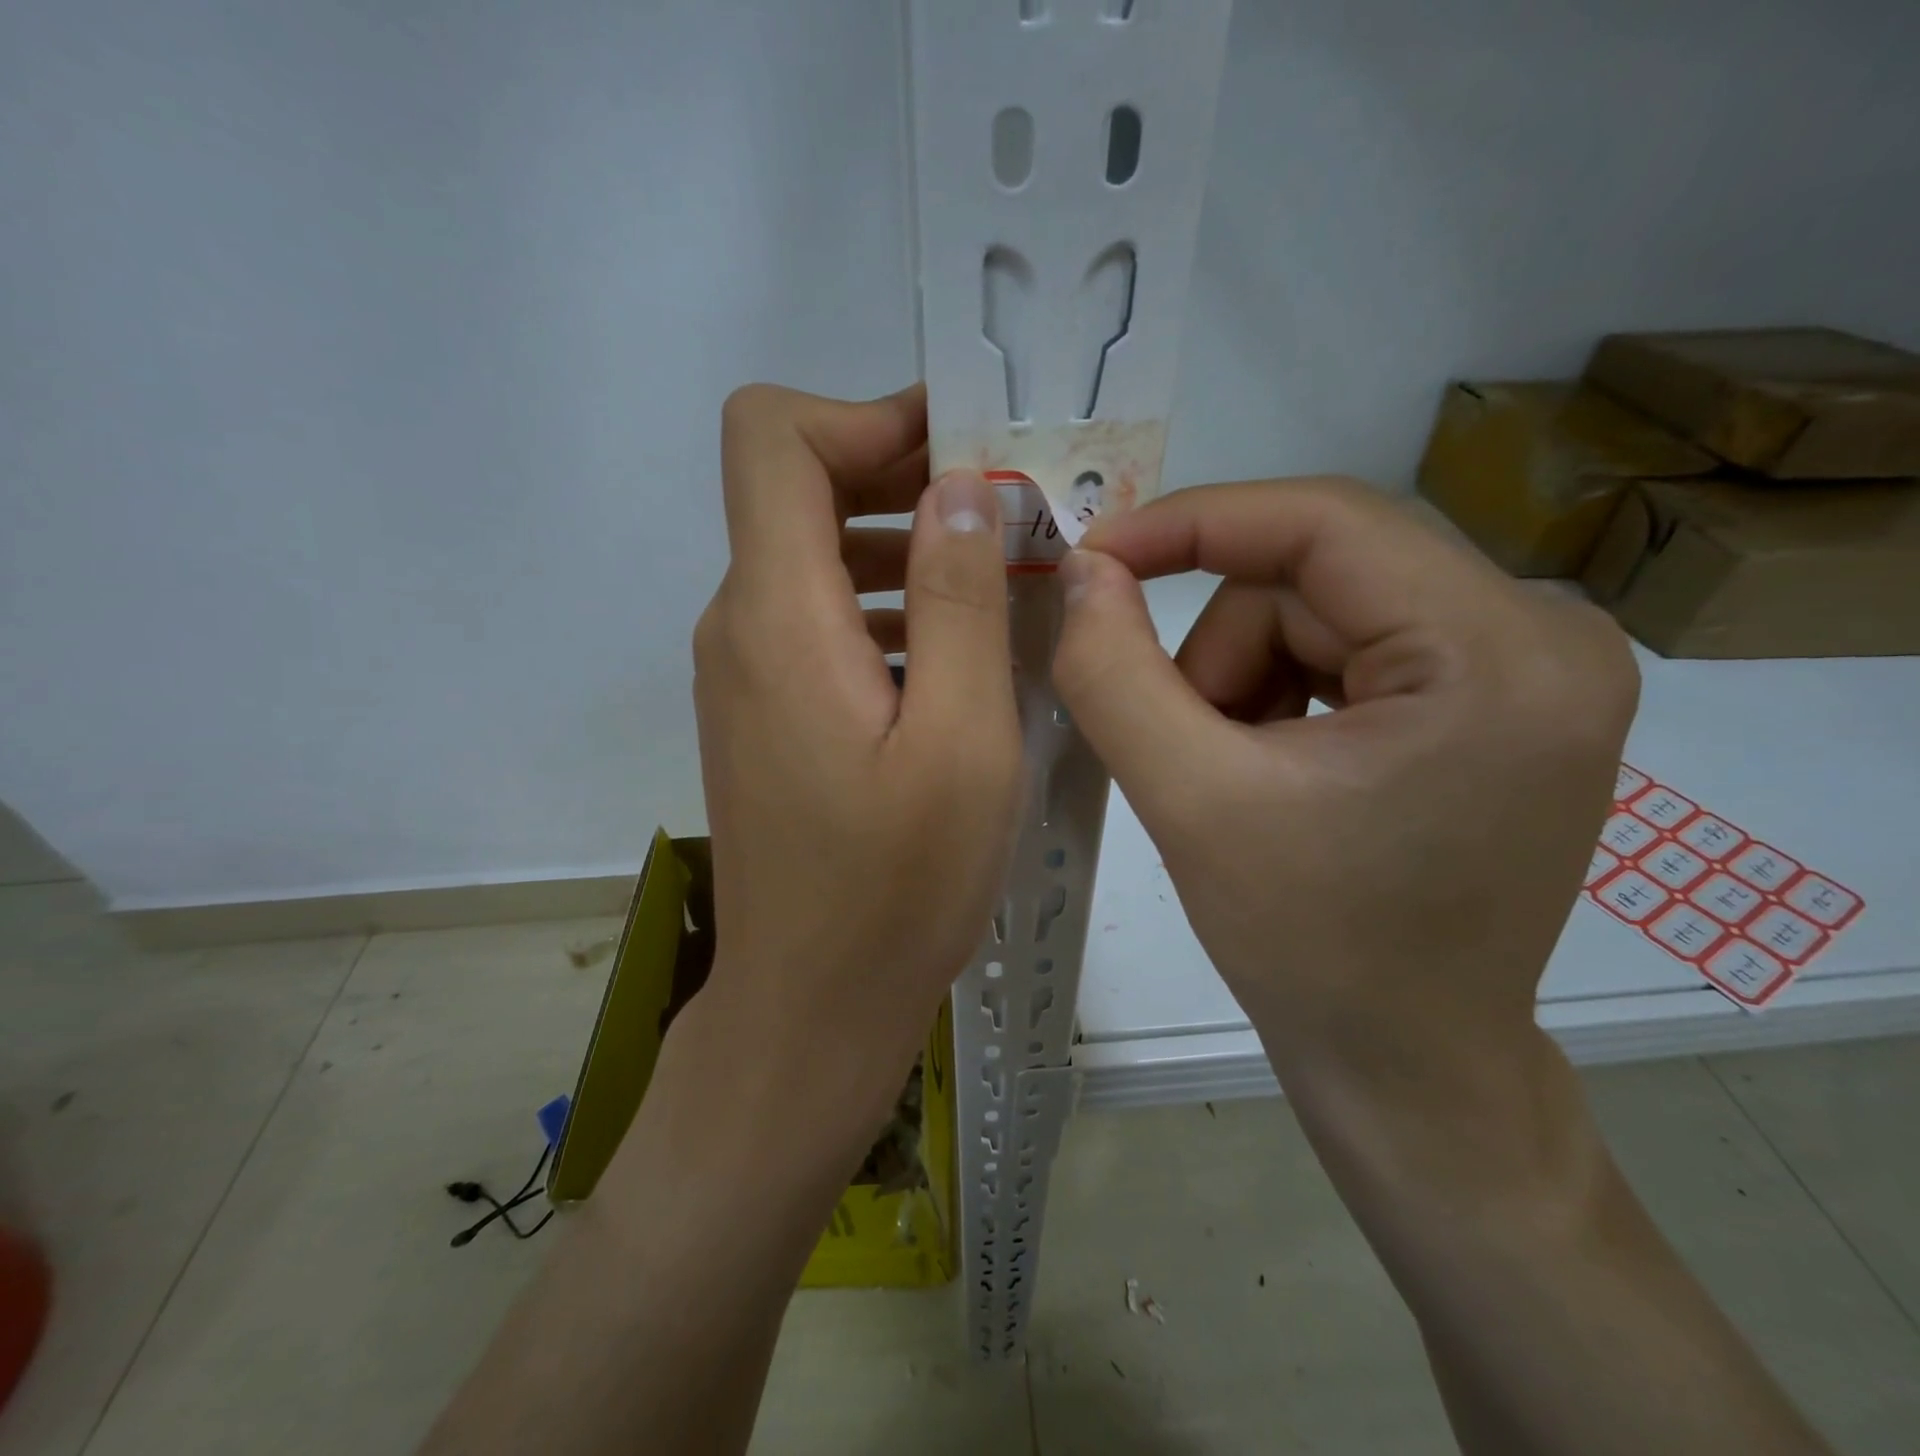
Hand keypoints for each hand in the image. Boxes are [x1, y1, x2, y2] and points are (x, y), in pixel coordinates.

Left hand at [690, 384, 1020, 1128]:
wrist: (811, 1005)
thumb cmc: (896, 888)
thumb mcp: (961, 742)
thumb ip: (961, 601)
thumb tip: (960, 490)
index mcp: (778, 615)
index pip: (773, 436)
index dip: (865, 414)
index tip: (961, 450)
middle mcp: (741, 625)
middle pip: (799, 487)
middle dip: (905, 475)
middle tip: (1010, 512)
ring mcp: (746, 671)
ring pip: (817, 556)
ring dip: (907, 547)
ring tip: (1003, 583)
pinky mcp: (765, 711)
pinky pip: (821, 619)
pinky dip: (888, 606)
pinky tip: (956, 654)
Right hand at [1051, 478, 1638, 1084]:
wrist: (1407, 1065)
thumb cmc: (1309, 950)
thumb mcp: (1189, 802)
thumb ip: (1114, 673)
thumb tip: (1083, 571)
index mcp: (1499, 654)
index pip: (1323, 521)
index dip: (1191, 523)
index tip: (1094, 556)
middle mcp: (1544, 637)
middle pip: (1316, 577)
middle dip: (1219, 651)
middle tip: (1180, 746)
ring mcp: (1531, 668)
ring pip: (1322, 611)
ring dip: (1243, 679)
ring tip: (1226, 774)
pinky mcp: (1499, 698)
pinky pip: (1351, 646)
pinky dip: (1280, 694)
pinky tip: (1269, 769)